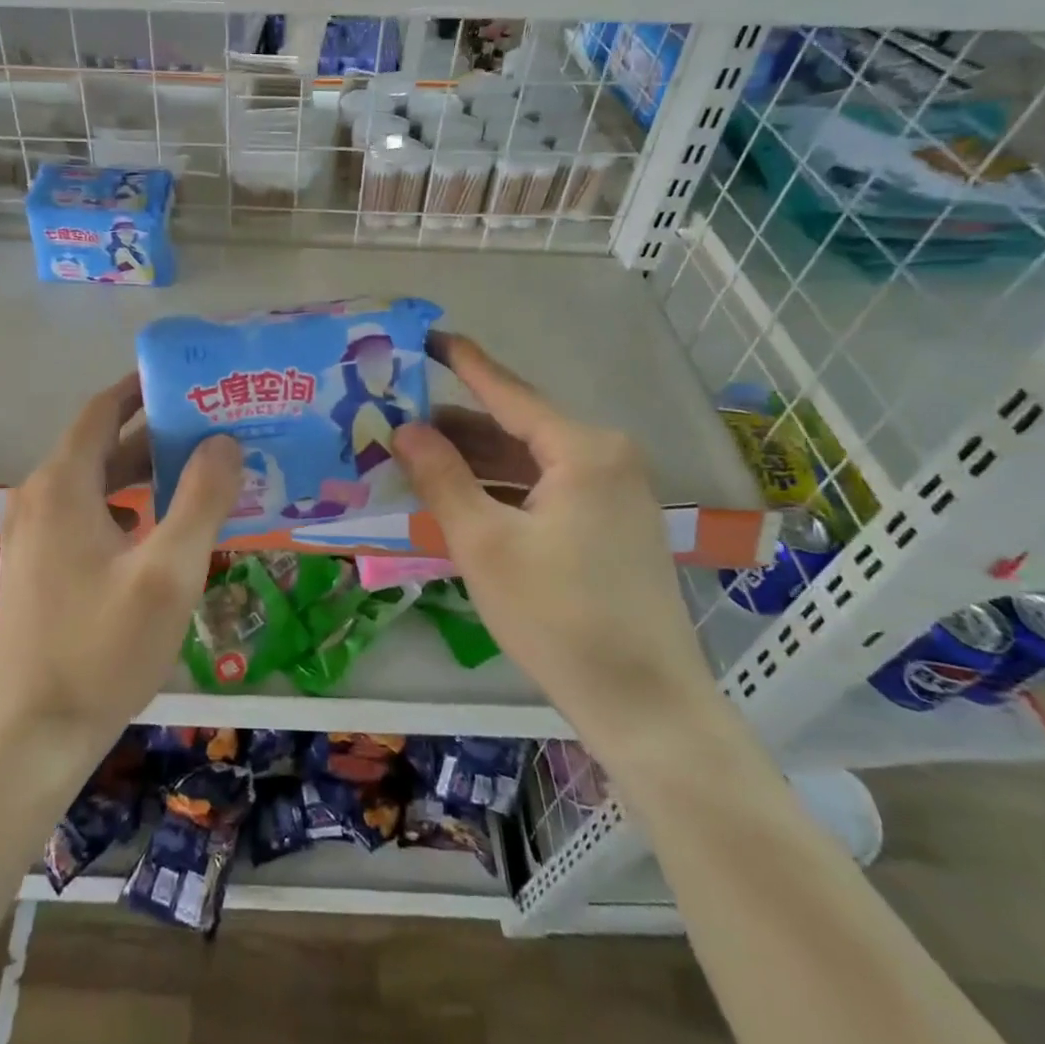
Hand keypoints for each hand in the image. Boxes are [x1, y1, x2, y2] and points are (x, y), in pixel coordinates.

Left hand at [0, 375, 241, 761]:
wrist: (33, 737)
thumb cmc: (102, 649)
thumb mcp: (168, 573)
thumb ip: (201, 499)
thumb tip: (224, 441)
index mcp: (63, 486)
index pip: (103, 410)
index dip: (142, 387)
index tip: (189, 378)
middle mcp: (40, 498)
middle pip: (102, 444)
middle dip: (155, 430)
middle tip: (213, 424)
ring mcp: (34, 534)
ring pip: (97, 482)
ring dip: (144, 470)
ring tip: (200, 469)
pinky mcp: (40, 565)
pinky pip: (89, 513)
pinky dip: (127, 504)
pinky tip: (164, 525)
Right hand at [393, 333, 720, 763]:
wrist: (646, 707)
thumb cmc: (559, 617)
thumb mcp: (484, 543)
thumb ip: (441, 477)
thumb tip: (404, 428)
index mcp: (583, 449)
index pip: (508, 392)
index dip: (463, 363)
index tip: (427, 336)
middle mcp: (606, 458)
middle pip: (517, 428)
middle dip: (457, 426)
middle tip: (398, 416)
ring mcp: (615, 494)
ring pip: (530, 462)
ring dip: (476, 462)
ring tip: (415, 456)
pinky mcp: (612, 527)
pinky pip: (546, 490)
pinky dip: (502, 490)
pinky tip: (461, 496)